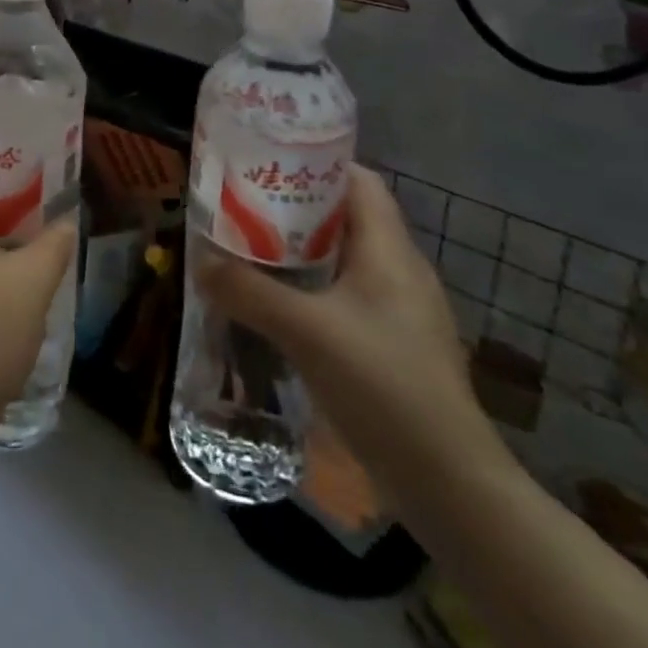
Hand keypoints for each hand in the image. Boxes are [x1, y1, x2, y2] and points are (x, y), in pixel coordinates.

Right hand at [195, 164, 507, 505]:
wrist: (449, 484)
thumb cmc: (383, 385)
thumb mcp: (305, 332)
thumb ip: (248, 292)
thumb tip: (199, 262)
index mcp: (390, 250)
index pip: (358, 181)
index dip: (314, 164)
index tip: (266, 163)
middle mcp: (399, 270)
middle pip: (345, 217)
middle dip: (293, 208)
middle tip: (243, 206)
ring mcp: (399, 310)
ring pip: (343, 259)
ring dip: (299, 251)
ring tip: (250, 249)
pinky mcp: (392, 345)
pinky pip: (346, 296)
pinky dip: (311, 289)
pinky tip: (278, 306)